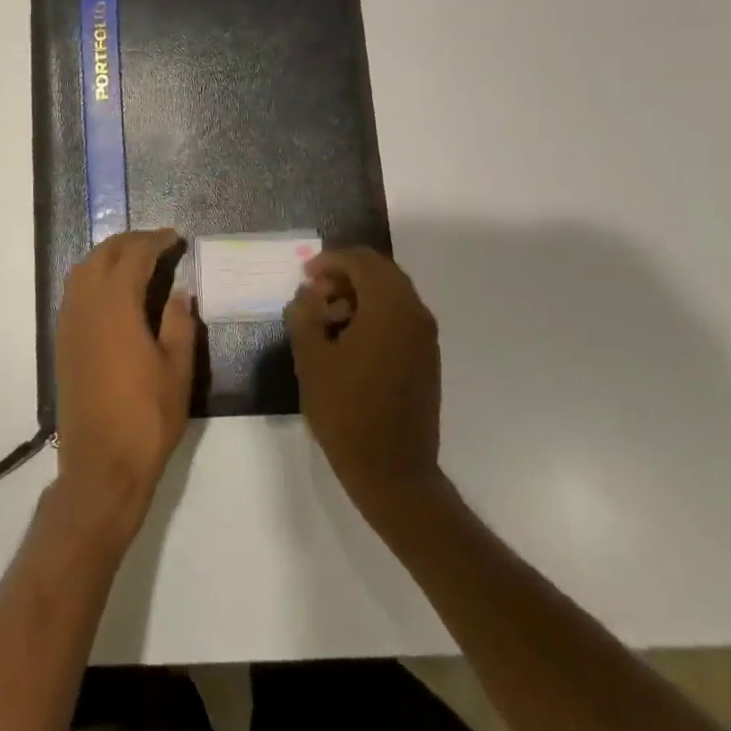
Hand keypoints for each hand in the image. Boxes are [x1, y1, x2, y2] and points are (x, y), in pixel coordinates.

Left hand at [53, 230, 198, 526]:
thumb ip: (179, 322)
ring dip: (108, 256)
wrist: (101, 464)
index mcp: (116, 304)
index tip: (176, 237)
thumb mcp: (177, 368)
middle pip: (103, 255)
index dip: (156, 241)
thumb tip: (180, 290)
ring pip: (83, 270)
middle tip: (159, 243)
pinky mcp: (62, 342)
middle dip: (131, 242)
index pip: (135, 255)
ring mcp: (68, 323)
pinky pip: (75, 292)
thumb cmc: (147, 416)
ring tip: (137, 261)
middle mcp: (85, 304)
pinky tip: (114, 292)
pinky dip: (94, 277)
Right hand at [286, 247, 442, 515]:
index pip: (362, 261)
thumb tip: (307, 295)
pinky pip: (400, 318)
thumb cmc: (346, 411)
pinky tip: (347, 341)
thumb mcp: (311, 359)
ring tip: (326, 320)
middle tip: (313, 294)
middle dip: (344, 276)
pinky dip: (373, 315)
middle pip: (380, 273)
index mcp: (389, 308)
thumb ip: (304, 315)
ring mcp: (425, 338)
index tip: (304, 276)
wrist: (392, 470)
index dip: (330, 260)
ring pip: (391, 295)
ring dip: (358, 296)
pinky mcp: (426, 359)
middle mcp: (415, 314)